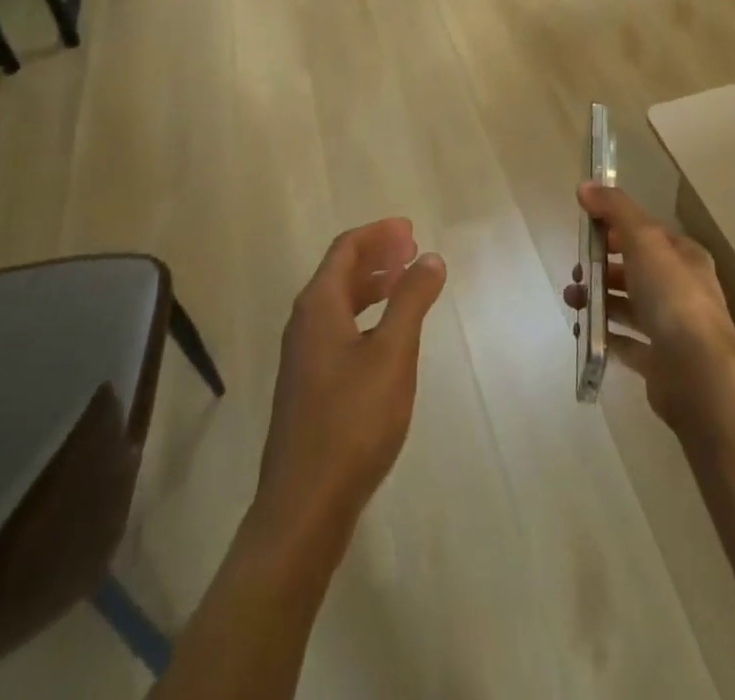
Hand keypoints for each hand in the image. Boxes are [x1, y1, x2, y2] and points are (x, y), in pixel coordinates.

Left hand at [255, 220, 447, 542]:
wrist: (304, 505)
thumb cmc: (352, 421)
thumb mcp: (392, 354)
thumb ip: (411, 301)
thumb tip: (430, 257)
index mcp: (318, 306)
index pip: (346, 249)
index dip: (378, 234)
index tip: (411, 230)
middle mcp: (304, 323)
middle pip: (340, 272)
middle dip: (377, 255)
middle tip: (413, 250)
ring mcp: (303, 357)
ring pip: (339, 303)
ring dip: (372, 285)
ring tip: (406, 283)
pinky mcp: (309, 385)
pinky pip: (339, 328)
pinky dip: (366, 315)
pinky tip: (388, 335)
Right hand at [564, 183, 734, 431]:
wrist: (699, 374)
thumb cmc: (673, 297)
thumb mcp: (644, 240)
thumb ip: (615, 209)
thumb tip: (585, 185)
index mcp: (684, 257)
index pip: (647, 234)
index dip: (616, 229)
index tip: (586, 232)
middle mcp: (682, 289)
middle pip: (635, 270)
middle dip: (602, 267)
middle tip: (576, 273)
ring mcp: (672, 328)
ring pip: (629, 305)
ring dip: (599, 299)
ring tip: (573, 301)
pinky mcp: (660, 362)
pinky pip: (627, 342)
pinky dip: (605, 334)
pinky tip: (585, 331)